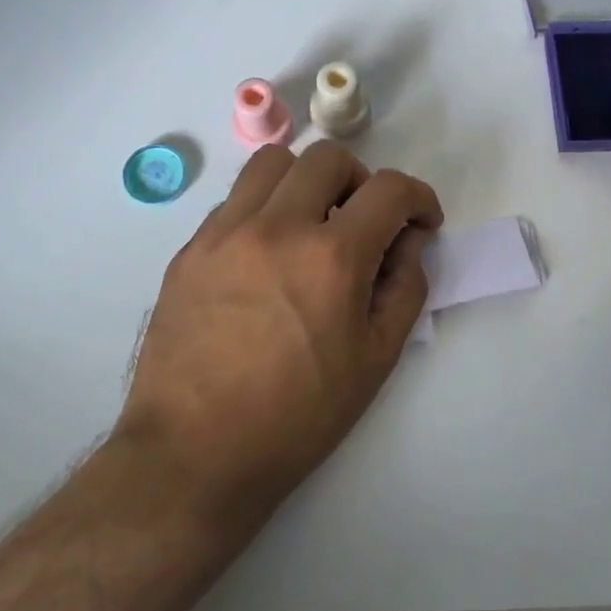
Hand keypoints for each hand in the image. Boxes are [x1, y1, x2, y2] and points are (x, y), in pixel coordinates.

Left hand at [116, 142, 443, 519]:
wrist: (195, 452)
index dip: (418, 197)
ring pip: (272, 162)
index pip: (389, 189)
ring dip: (306, 181)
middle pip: (328, 157)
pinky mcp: (190, 249)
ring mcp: (225, 233)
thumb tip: (409, 240)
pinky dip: (264, 209)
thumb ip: (405, 286)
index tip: (420, 221)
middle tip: (363, 222)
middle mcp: (277, 227)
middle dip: (362, 180)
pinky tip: (265, 255)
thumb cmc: (297, 417)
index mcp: (332, 258)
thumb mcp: (375, 359)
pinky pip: (234, 200)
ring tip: (310, 223)